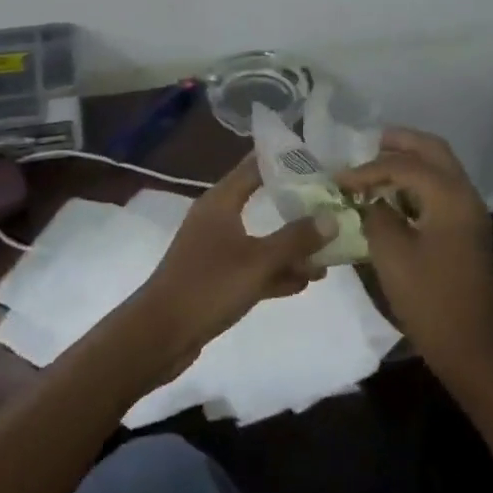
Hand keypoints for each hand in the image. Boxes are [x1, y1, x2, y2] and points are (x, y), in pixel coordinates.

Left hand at [133, 156, 334, 365]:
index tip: (318, 158)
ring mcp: (216, 249)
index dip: (285, 161)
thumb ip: (296, 239)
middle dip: (297, 205)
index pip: (255, 166)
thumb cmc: (208, 285)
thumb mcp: (258, 261)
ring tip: (329, 251)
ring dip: (291, 245)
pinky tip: (306, 281)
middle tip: (333, 204)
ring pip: (261, 239)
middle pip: (262, 201)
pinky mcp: (217, 279)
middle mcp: (217, 218)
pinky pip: (254, 267)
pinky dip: (277, 271)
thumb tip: (332, 217)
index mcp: (220, 201)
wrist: (160, 334)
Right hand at [337, 129, 492, 400]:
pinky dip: (416, 182)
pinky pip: (441, 189)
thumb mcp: (391, 254)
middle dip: (399, 143)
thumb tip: (370, 200)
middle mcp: (465, 195)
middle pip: (432, 150)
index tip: (338, 180)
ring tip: (373, 168)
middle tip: (365, 147)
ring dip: (409, 161)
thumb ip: (376, 215)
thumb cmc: (429, 299)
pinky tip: (391, 196)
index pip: (404, 165)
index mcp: (449, 196)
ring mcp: (469, 213)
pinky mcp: (466, 231)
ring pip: (439, 168)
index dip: (368, 168)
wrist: (472, 349)